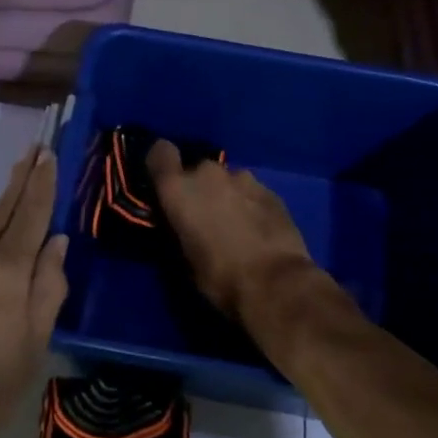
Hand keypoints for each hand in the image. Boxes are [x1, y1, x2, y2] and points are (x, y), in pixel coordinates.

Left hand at [0, 146, 68, 437]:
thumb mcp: (30, 351)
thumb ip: (47, 292)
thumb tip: (57, 244)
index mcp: (3, 275)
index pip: (29, 216)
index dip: (41, 185)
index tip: (49, 154)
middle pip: (1, 212)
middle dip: (20, 181)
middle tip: (34, 152)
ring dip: (1, 210)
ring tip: (18, 194)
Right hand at [146, 140, 327, 330]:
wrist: (276, 284)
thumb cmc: (220, 277)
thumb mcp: (185, 259)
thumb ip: (180, 229)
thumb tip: (183, 224)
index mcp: (179, 189)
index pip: (160, 152)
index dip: (162, 164)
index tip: (165, 182)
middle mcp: (208, 174)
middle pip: (197, 170)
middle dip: (199, 188)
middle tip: (204, 216)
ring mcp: (243, 178)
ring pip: (227, 180)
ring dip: (226, 195)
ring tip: (235, 225)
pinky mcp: (271, 190)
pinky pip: (251, 192)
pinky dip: (250, 204)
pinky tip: (258, 229)